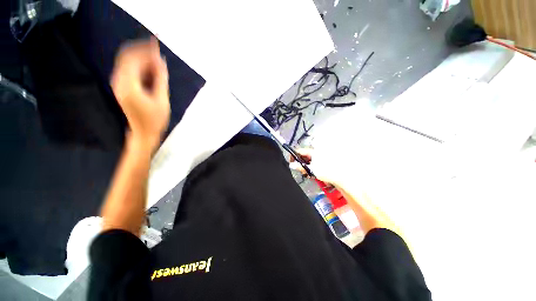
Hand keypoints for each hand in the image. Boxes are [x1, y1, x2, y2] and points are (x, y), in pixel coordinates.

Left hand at [111, 37, 169, 150]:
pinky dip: (141, 68)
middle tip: (159, 55)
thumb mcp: (162, 99)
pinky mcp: (122, 87)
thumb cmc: (155, 119)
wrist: (144, 133)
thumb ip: (160, 79)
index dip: (144, 50)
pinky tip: (152, 73)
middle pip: (127, 57)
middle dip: (143, 53)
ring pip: (128, 63)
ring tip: (158, 66)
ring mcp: (119, 84)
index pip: (132, 58)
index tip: (158, 47)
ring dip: (143, 61)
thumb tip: (161, 61)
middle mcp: (119, 81)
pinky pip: (129, 71)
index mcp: (128, 85)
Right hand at [289, 148, 344, 185]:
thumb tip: (291, 165)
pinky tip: (313, 175)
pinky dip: (311, 170)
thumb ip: (300, 167)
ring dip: (305, 168)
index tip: (290, 162)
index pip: (300, 151)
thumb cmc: (326, 171)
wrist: (340, 177)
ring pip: (308, 162)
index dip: (293, 155)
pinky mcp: (322, 165)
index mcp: (313, 152)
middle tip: (301, 171)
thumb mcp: (311, 169)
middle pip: (303, 157)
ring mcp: (319, 159)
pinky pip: (312, 166)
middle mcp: (316, 154)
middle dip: (300, 164)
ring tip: (308, 174)